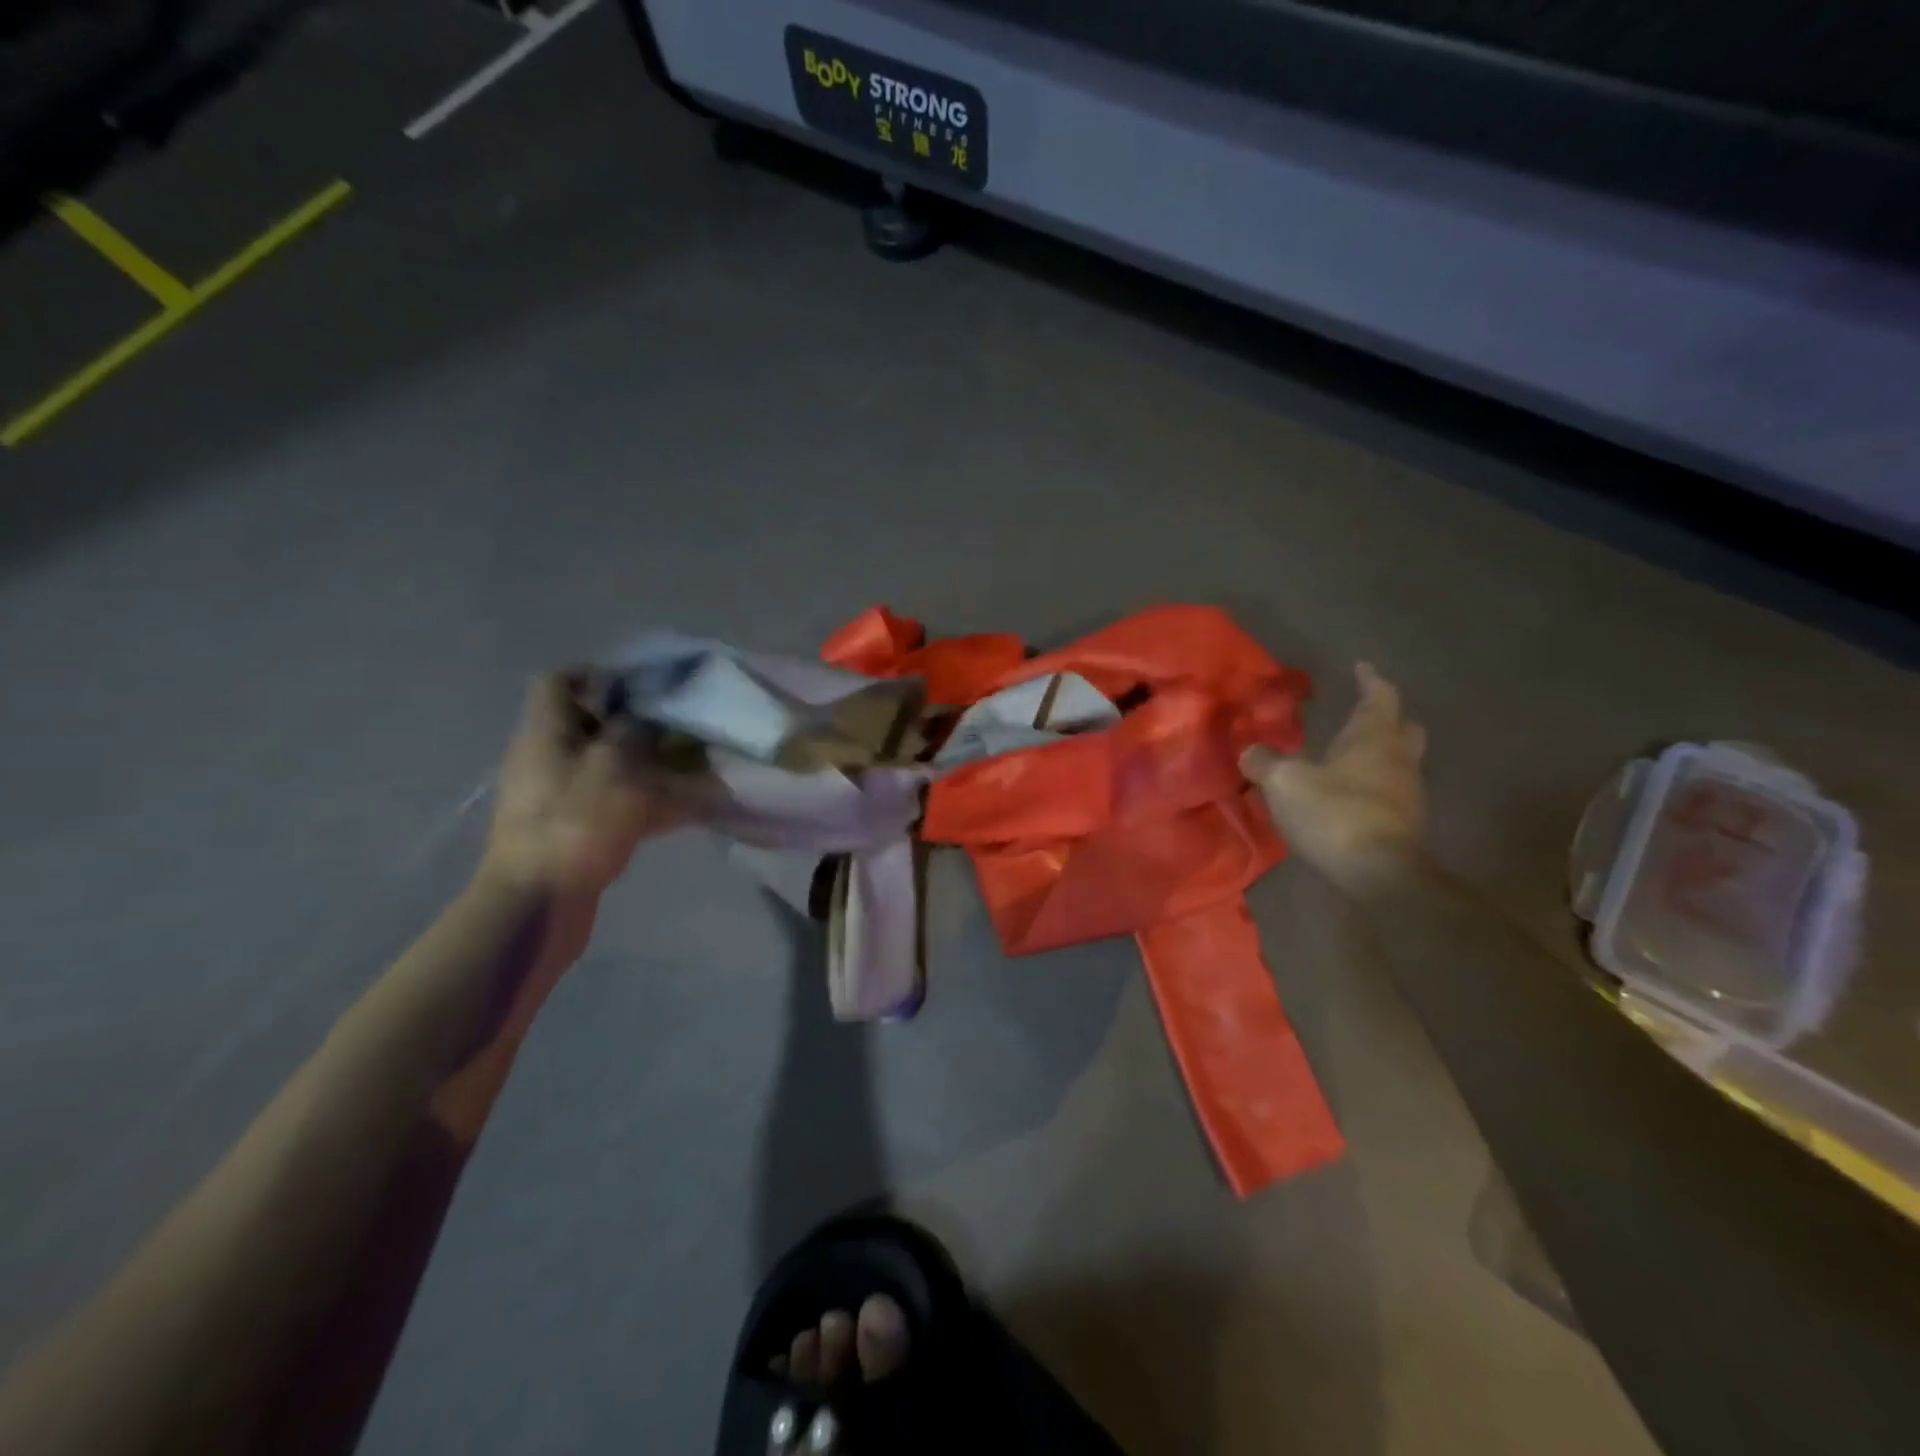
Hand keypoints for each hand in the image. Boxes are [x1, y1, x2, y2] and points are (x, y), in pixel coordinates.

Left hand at [482, 672, 686, 899]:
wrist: (537, 904)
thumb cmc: (575, 823)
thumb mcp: (615, 767)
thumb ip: (634, 733)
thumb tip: (644, 720)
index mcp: (546, 733)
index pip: (558, 682)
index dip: (597, 674)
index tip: (643, 684)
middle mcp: (546, 759)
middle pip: (589, 725)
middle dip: (636, 722)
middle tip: (680, 725)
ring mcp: (558, 798)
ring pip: (608, 766)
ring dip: (648, 764)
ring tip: (694, 765)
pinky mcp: (573, 831)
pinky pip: (614, 802)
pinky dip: (647, 800)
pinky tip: (687, 808)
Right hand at [1243, 663, 1425, 890]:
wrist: (1379, 876)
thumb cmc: (1334, 814)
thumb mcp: (1285, 783)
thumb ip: (1265, 762)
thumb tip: (1250, 751)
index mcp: (1374, 739)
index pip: (1380, 697)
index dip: (1370, 679)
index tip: (1362, 666)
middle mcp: (1398, 760)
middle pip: (1403, 729)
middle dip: (1385, 718)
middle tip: (1361, 715)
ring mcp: (1407, 794)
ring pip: (1400, 762)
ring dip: (1378, 755)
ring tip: (1346, 758)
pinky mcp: (1404, 825)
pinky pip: (1390, 793)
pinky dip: (1372, 786)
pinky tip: (1347, 796)